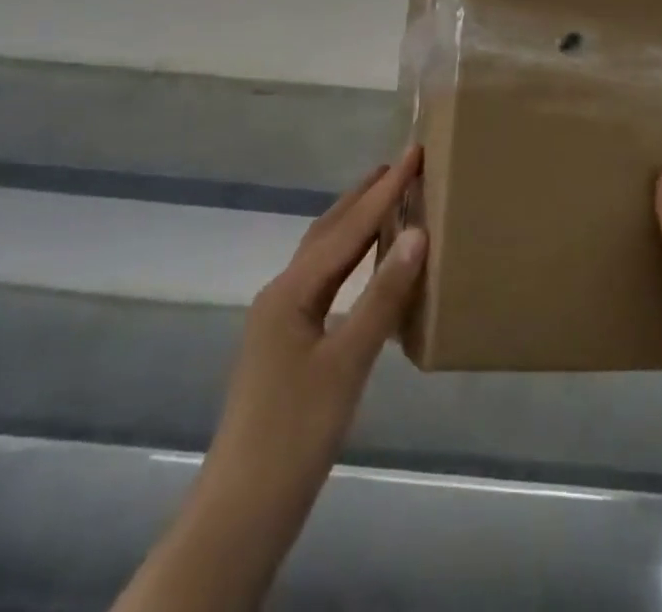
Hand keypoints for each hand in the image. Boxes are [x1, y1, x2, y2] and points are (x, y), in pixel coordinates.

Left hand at [205, 147, 427, 511]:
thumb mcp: (348, 363)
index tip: (413, 154)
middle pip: (328, 230)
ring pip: (322, 254)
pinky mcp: (286, 341)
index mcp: (292, 290)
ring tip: (385, 199)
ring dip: (354, 223)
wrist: (243, 508)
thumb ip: (383, 296)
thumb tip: (417, 234)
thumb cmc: (297, 432)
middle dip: (365, 196)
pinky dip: (348, 257)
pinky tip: (364, 264)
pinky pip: (322, 279)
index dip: (385, 192)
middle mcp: (282, 291)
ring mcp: (280, 317)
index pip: (348, 228)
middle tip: (400, 165)